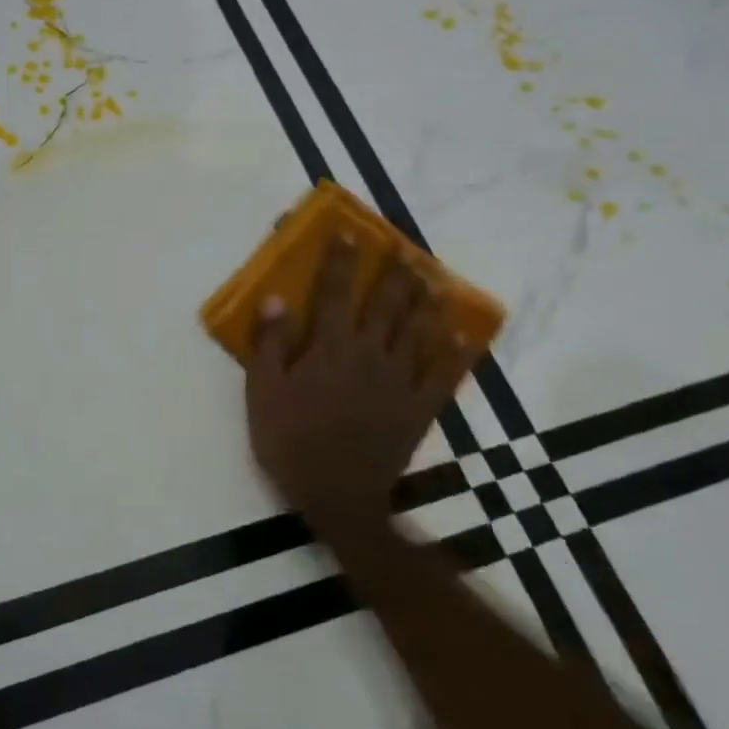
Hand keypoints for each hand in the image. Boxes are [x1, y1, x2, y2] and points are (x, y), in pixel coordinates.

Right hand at [245, 236, 478, 540]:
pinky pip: (445, 373)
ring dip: (426, 302)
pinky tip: (465, 333)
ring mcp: (399, 381)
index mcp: (329, 349)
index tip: (348, 233)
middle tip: (403, 250)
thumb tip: (275, 298)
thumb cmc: (289, 441)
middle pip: (385, 305)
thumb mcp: (262, 393)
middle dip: (393, 274)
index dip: (340, 262)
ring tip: (434, 280)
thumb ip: (271, 345)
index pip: (333, 294)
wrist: (336, 495)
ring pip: (419, 331)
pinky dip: (457, 351)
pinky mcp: (419, 407)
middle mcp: (369, 355)